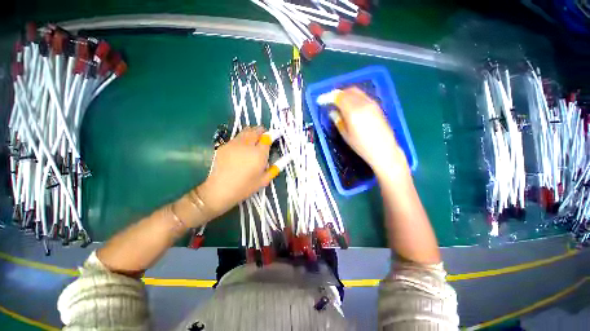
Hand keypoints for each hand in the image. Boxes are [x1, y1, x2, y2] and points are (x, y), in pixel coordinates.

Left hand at [198, 126, 271, 217]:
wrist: (220, 190)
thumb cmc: (245, 187)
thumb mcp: (264, 180)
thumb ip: (276, 167)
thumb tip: (287, 158)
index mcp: (259, 154)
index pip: (267, 138)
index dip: (273, 134)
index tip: (276, 135)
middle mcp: (247, 145)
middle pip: (256, 130)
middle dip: (262, 131)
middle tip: (264, 137)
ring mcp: (234, 143)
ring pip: (245, 131)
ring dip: (252, 133)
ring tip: (254, 140)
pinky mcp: (224, 145)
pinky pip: (236, 137)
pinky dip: (243, 138)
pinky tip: (242, 148)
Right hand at [335, 87, 407, 175]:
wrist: (383, 150)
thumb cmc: (361, 146)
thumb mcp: (346, 135)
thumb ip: (338, 120)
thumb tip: (332, 112)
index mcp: (353, 111)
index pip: (339, 97)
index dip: (328, 97)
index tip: (321, 101)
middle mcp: (363, 103)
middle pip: (348, 91)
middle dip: (337, 94)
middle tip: (330, 101)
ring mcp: (372, 103)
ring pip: (356, 92)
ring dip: (346, 94)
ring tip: (339, 103)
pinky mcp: (377, 106)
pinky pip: (363, 96)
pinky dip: (354, 97)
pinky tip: (351, 105)